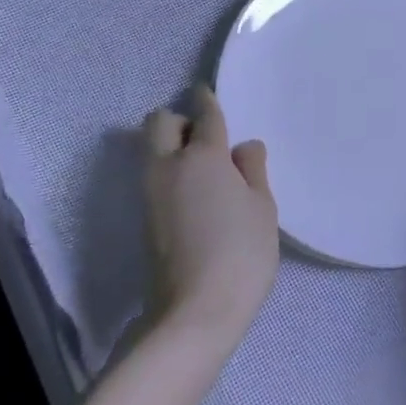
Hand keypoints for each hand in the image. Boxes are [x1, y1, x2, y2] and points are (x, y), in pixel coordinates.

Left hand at [142, 85, 278, 352]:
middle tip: (204, 136)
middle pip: (160, 122)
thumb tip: (243, 146)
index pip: (204, 115)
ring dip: (169, 145)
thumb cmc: (241, 254)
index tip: (205, 91)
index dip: (206, 99)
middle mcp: (169, 166)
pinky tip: (191, 191)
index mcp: (204, 157)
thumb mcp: (262, 209)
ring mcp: (150, 193)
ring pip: (150, 149)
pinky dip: (167, 170)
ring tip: (200, 166)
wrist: (194, 313)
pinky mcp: (143, 218)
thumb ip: (252, 170)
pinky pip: (152, 175)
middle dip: (178, 118)